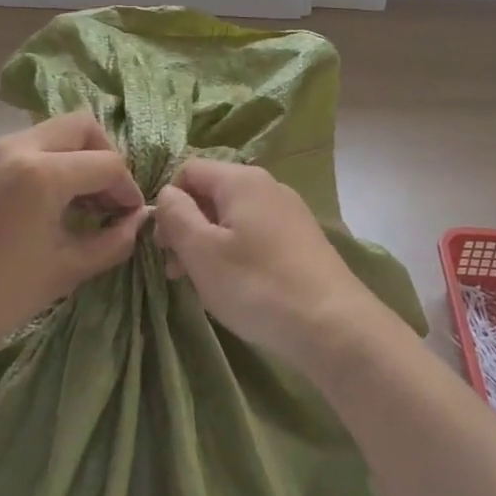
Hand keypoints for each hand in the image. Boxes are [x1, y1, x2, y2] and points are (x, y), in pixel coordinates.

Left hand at [0, 114, 145, 352]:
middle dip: (105, 158)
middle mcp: (19, 147)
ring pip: (56, 132)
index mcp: (42, 173)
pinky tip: (55, 202)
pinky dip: (54, 162)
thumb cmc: (0, 293)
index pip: (107, 163)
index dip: (127, 189)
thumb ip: (112, 241)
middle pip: (82, 127)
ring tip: (84, 204)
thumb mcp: (67, 269)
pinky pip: (32, 145)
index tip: (129, 218)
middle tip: (108, 198)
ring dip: (79, 158)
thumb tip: (137, 221)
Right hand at [153, 158, 371, 366]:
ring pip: (233, 217)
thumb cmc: (257, 285)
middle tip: (177, 270)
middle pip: (212, 193)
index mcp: (241, 180)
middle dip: (187, 227)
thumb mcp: (202, 251)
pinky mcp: (302, 239)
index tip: (163, 244)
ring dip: (210, 244)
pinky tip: (237, 286)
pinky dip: (237, 253)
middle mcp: (268, 186)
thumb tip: (167, 194)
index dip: (168, 202)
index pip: (188, 170)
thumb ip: (176, 215)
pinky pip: (256, 234)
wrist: (333, 325)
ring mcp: (289, 212)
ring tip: (203, 284)